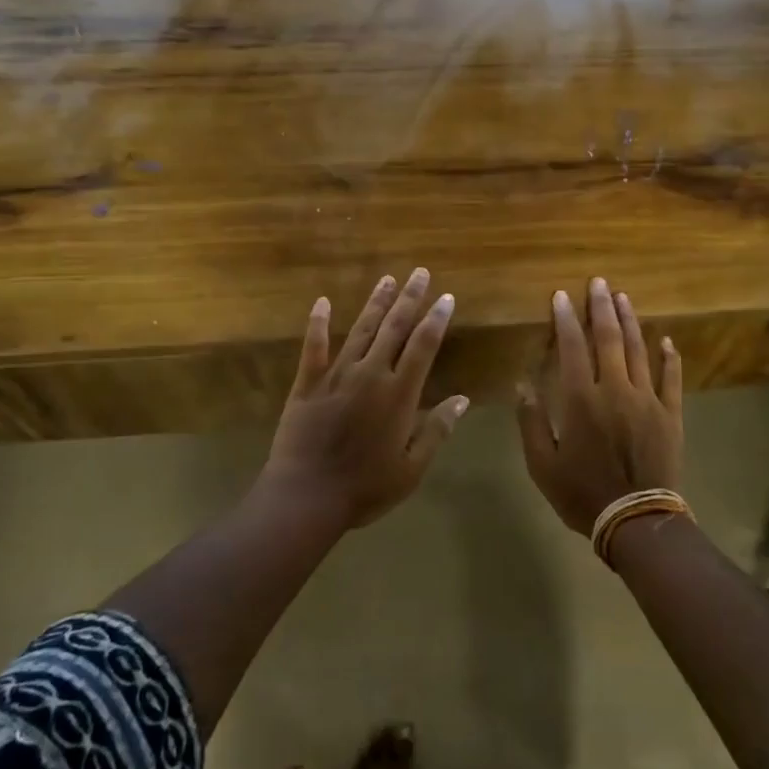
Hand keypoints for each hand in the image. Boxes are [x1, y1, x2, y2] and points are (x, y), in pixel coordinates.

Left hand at [259, 267, 466, 530]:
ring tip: (387, 279)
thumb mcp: (411, 468)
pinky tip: (323, 302)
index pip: (423, 346)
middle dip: (409, 298)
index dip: (436, 319)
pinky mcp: (307, 383)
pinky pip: (314, 347)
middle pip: (394, 328)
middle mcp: (370, 375)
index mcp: (398, 394)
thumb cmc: (365, 488)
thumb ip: (437, 430)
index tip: (445, 297)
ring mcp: (336, 375)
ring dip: (375, 303)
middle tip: (419, 273)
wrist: (306, 496)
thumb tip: (462, 399)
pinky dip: (318, 323)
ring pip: (360, 330)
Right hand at [516, 278, 682, 534]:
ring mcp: (647, 400)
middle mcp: (615, 390)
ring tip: (623, 297)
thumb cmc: (582, 493)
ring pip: (639, 350)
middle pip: (609, 339)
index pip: (571, 348)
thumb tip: (523, 384)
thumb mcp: (542, 464)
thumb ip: (532, 421)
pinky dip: (669, 357)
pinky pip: (671, 379)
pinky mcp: (670, 414)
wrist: (636, 520)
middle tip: (598, 282)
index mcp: (581, 400)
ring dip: (630, 321)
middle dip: (601, 307)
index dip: (565, 319)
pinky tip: (666, 339)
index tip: (561, 296)